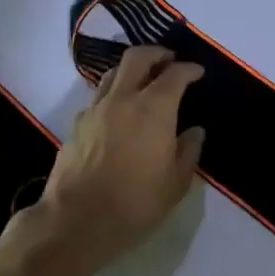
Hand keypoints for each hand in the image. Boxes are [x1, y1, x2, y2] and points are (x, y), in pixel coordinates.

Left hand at [1, 47, 204, 275]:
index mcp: (154, 108)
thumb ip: (188, 151)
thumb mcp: (176, 183)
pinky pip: (98, 98)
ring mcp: (95, 110)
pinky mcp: (76, 126)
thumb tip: (194, 131)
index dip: (189, 69)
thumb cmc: (135, 202)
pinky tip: (119, 113)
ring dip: (131, 70)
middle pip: (137, 58)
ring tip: (143, 81)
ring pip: (113, 74)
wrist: (75, 222)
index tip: (198, 72)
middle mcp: (123, 99)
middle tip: (169, 60)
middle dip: (156, 53)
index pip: (175, 74)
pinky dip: (113, 95)